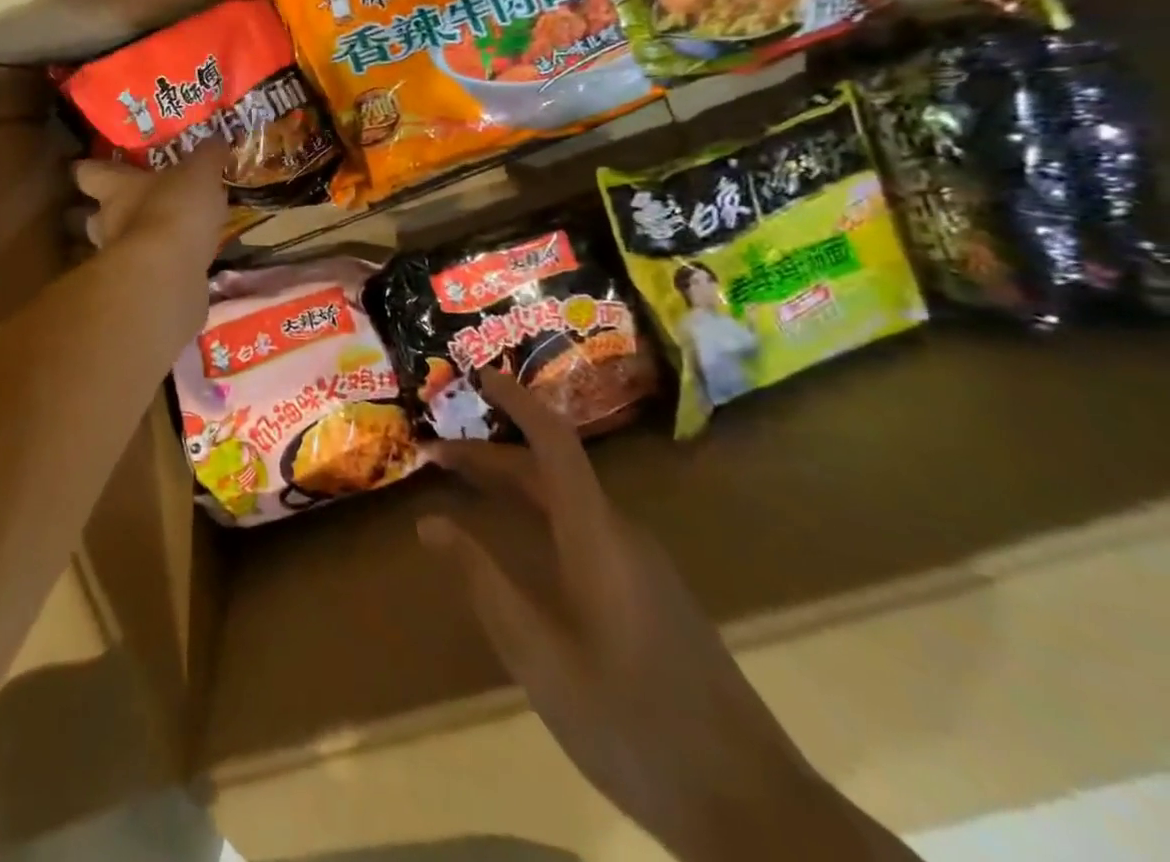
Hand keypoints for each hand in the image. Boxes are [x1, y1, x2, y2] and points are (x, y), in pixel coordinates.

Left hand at [73, 142, 226, 265]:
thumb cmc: (173, 211)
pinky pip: (146, 272)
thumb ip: (207, 157)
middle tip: (141, 205)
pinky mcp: (136, 289)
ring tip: (167, 237)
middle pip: (97, 214)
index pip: (88, 173)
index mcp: (115, 188)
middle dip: (116, 211)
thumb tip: (217, 140)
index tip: (103, 166)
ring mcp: (118, 259)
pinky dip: (160, 268)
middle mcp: (108, 222)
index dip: (93, 168)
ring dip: (139, 242)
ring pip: (120, 245)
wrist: (166, 275)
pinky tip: (183, 264)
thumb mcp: (199, 174)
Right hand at [419, 370, 915, 861]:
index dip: (517, 401)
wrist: (752, 809)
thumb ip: (483, 580)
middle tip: (435, 455)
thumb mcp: (538, 655)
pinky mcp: (651, 595)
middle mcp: (621, 534)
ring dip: (514, 485)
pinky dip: (538, 515)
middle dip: (491, 454)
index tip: (477, 374)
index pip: (554, 443)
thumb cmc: (632, 723)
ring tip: (465, 488)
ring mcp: (642, 565)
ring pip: (567, 501)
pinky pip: (583, 528)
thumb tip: (430, 522)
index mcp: (596, 535)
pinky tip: (519, 546)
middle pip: (551, 471)